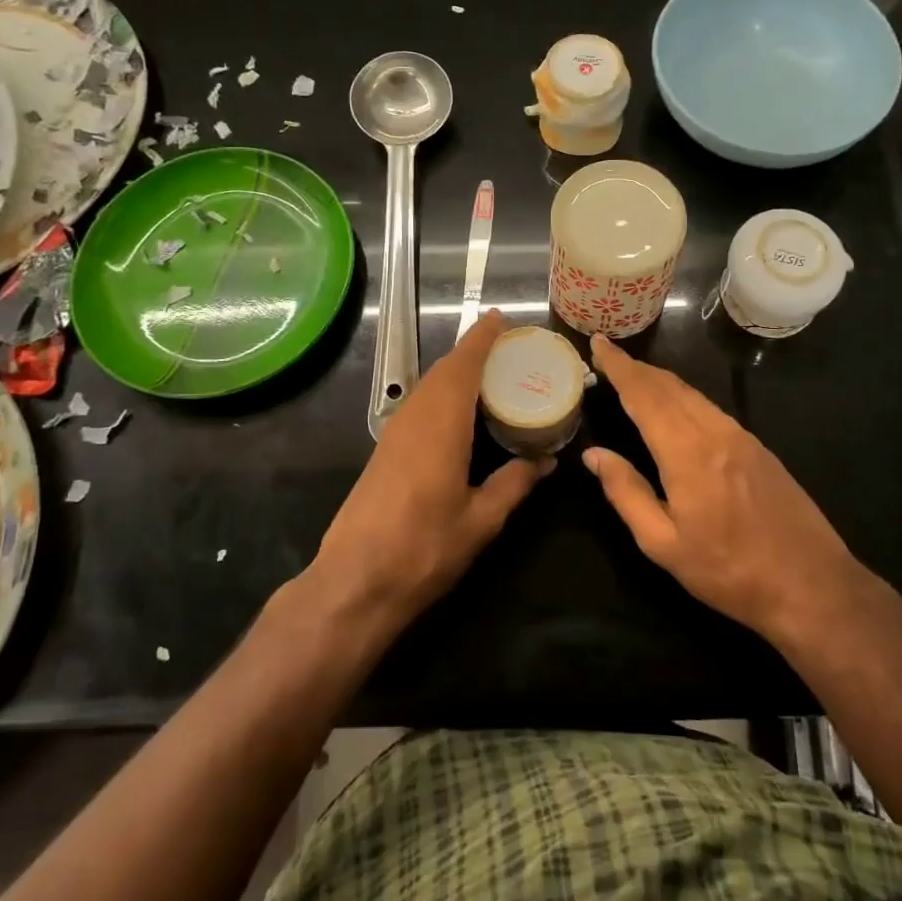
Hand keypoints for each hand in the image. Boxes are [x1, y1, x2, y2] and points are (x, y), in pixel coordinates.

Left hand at [311, 310, 552, 625]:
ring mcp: (394, 434)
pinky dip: (443, 395)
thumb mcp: (481, 520)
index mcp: (441, 425)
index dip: (481, 339)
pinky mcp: (384, 452)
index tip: (500, 318)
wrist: (355, 582)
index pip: (463, 366)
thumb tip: (546, 461)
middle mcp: (414, 419)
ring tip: (491, 376)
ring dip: (456, 373)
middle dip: (472, 353)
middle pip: (443, 371)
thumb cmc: (424, 548)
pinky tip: (461, 414)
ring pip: (428, 388)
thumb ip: (514, 483)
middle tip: (507, 348)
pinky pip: (419, 406)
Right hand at [584, 334, 875, 642]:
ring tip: (633, 376)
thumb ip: (626, 493)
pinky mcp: (757, 447)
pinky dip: (682, 396)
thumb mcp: (663, 544)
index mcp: (687, 452)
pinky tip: (674, 406)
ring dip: (659, 379)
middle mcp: (715, 432)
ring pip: (692, 394)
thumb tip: (594, 454)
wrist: (810, 584)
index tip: (598, 343)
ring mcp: (741, 436)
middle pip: (668, 386)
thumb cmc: (729, 571)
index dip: (619, 367)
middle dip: (635, 367)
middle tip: (607, 355)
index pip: (644, 395)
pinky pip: (710, 408)